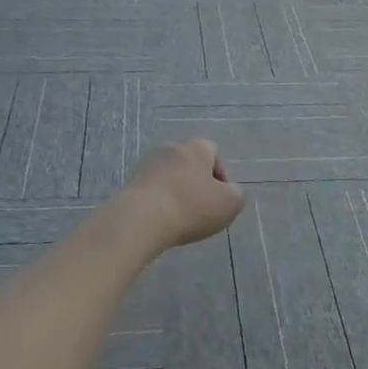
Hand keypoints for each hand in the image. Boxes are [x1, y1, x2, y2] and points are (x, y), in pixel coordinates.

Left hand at [120, 139, 246, 250]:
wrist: (141, 219)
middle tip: (201, 209)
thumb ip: (237, 194)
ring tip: (180, 218)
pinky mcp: (130, 182)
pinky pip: (152, 190)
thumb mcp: (230, 204)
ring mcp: (147, 164)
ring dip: (176, 192)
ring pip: (169, 176)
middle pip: (190, 163)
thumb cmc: (191, 207)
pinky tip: (161, 221)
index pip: (213, 152)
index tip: (220, 198)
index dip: (221, 175)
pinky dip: (159, 202)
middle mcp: (170, 148)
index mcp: (196, 148)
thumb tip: (230, 191)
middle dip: (197, 183)